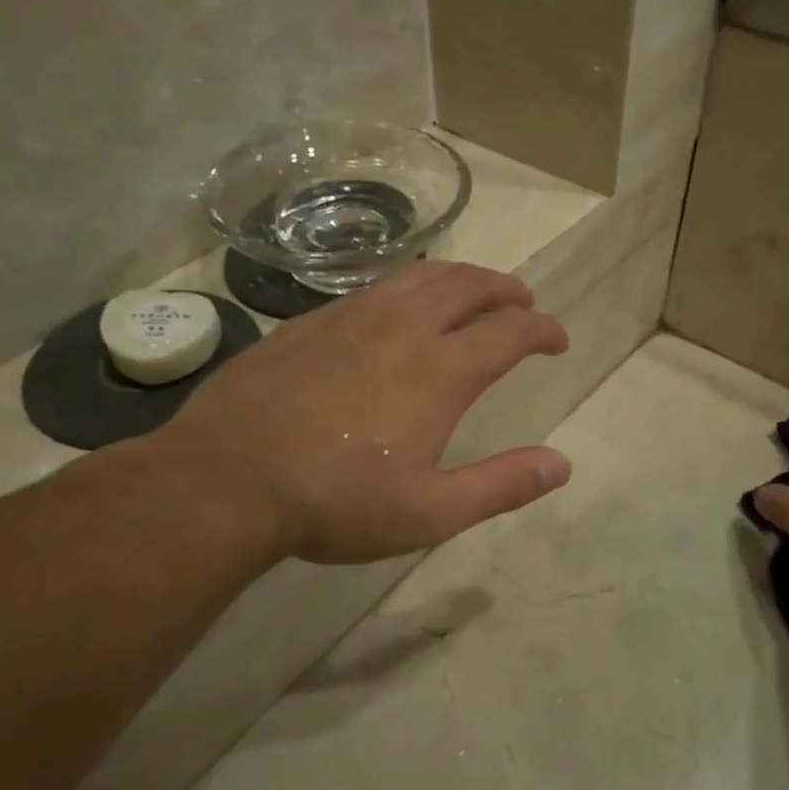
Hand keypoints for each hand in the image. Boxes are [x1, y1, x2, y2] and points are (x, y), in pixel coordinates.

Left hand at [152, 262, 570, 563]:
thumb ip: (501, 486)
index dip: (541, 329)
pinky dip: (407, 288)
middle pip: (467, 287)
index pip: (509, 332)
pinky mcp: (308, 323)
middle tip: (522, 301)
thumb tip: (562, 465)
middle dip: (505, 289)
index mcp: (439, 372)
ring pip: (418, 276)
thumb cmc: (335, 503)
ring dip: (459, 279)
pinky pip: (373, 288)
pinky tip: (398, 309)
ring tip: (472, 292)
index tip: (557, 339)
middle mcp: (401, 329)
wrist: (226, 480)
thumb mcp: (430, 512)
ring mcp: (349, 318)